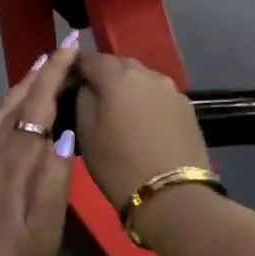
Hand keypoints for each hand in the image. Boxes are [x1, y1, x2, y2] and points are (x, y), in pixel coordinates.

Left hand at [0, 38, 81, 255]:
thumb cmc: (14, 255)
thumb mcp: (47, 224)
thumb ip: (56, 176)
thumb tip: (66, 133)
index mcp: (17, 156)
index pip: (38, 102)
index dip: (55, 72)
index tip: (69, 44)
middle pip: (16, 98)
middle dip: (38, 72)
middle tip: (57, 52)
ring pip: (0, 109)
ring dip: (21, 87)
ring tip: (39, 74)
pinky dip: (7, 108)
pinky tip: (14, 114)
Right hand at [72, 52, 210, 207]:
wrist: (174, 196)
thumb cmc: (119, 165)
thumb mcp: (86, 134)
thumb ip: (82, 98)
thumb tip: (85, 85)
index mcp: (117, 75)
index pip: (89, 58)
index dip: (76, 68)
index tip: (68, 84)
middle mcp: (146, 72)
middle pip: (118, 64)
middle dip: (104, 76)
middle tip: (93, 99)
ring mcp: (170, 88)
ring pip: (141, 78)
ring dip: (128, 88)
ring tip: (120, 113)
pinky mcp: (186, 106)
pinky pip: (158, 94)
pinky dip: (147, 101)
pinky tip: (144, 123)